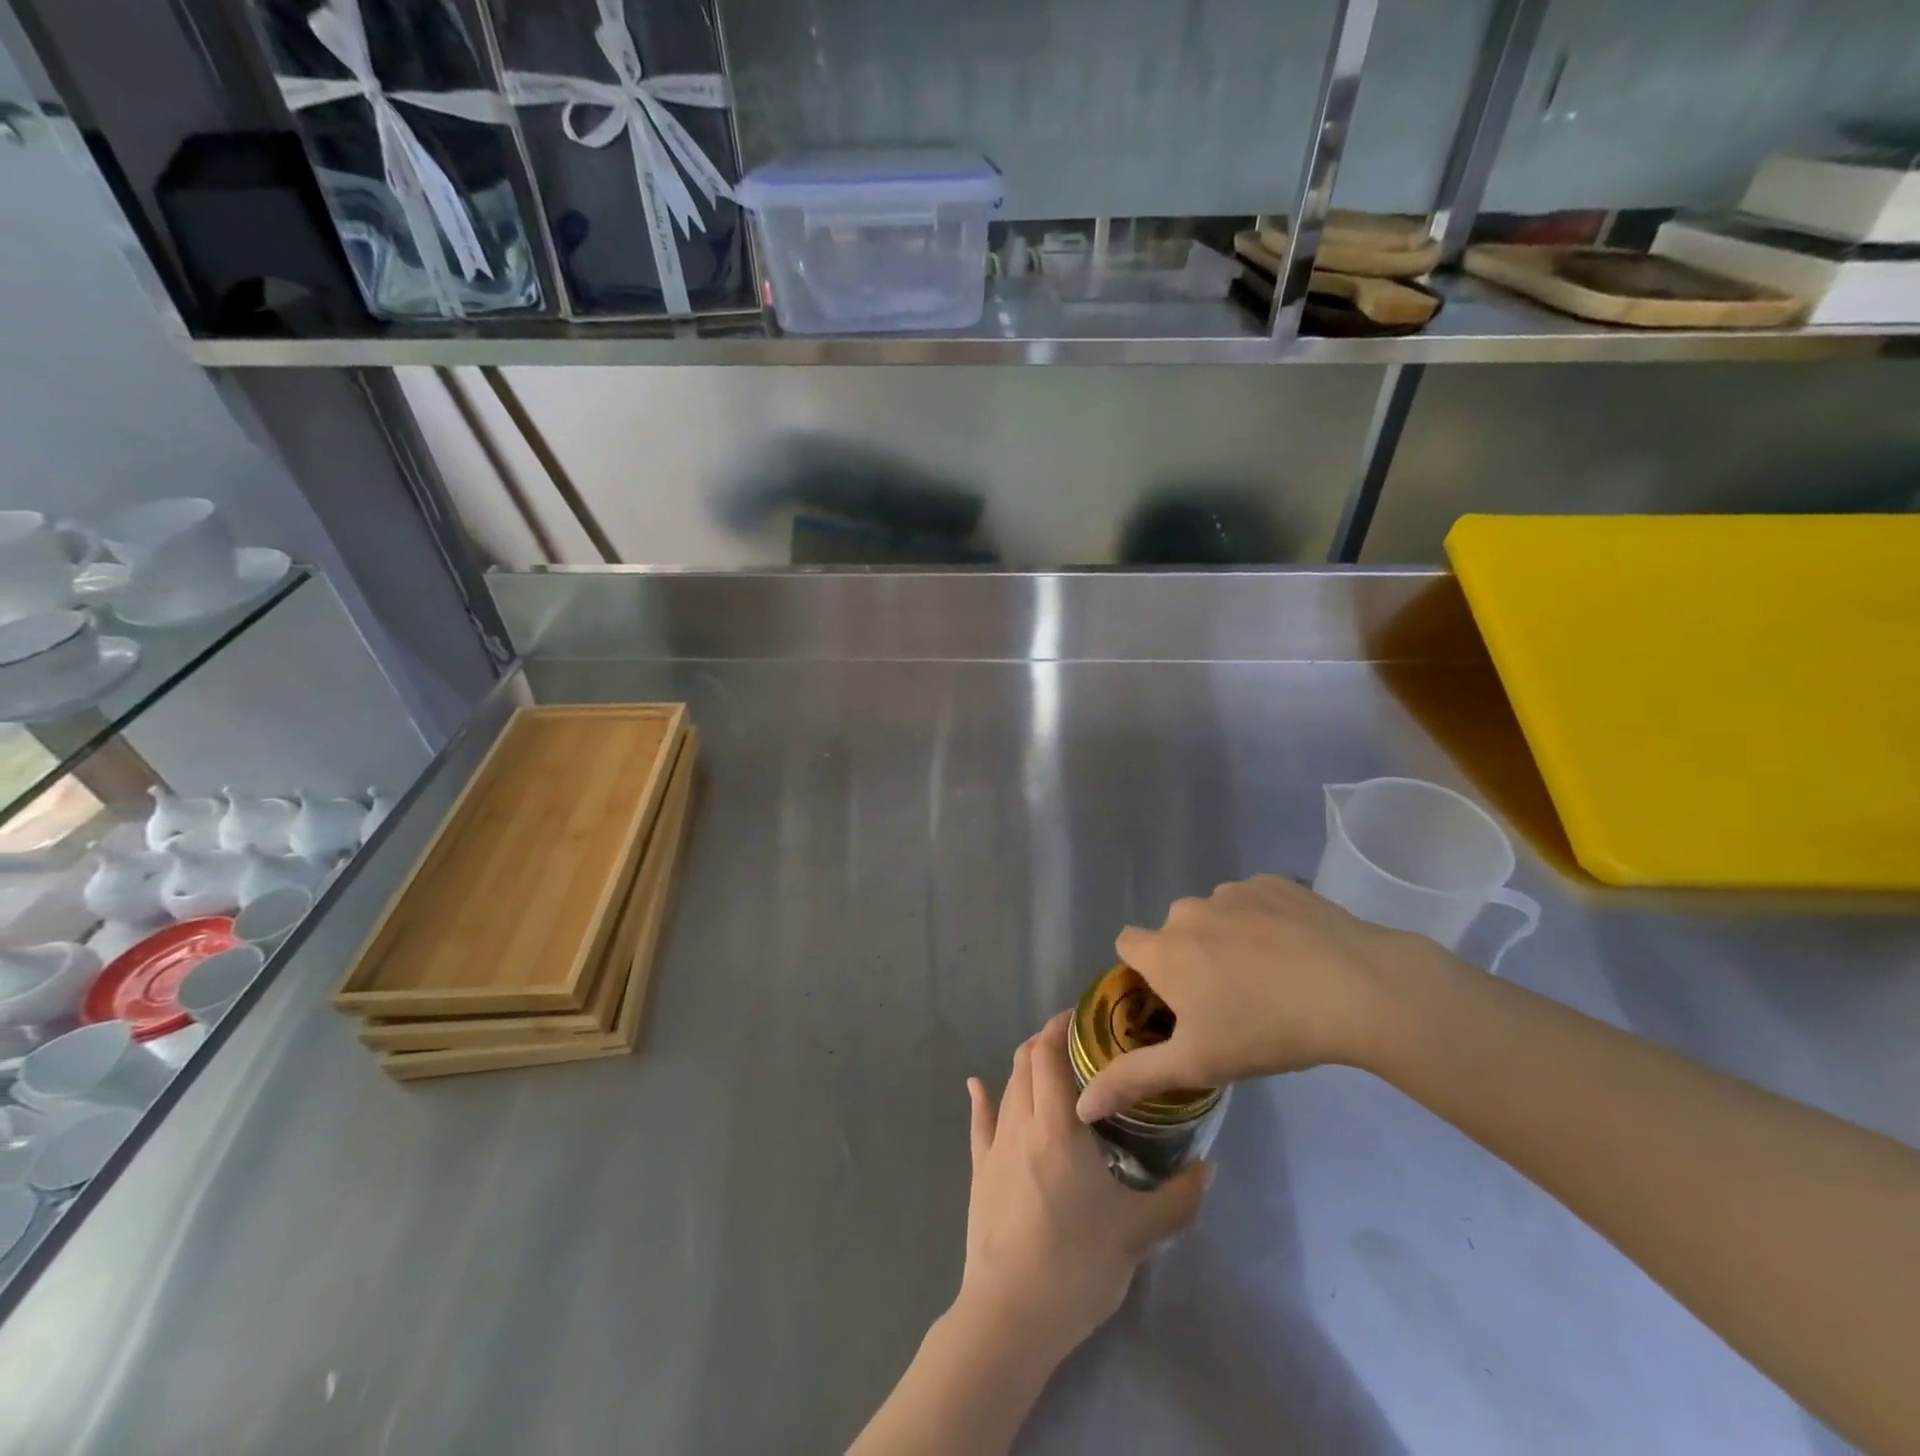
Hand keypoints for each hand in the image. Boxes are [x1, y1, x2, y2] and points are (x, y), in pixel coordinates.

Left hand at [957, 1012, 1210, 1367]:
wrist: (1011, 1315)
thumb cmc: (1076, 1265)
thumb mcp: (1138, 1233)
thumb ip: (1178, 1198)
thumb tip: (1210, 1168)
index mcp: (1057, 1126)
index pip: (1049, 1054)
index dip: (1061, 1027)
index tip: (1084, 1018)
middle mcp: (1021, 1123)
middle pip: (1026, 1062)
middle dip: (1047, 1042)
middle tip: (1078, 1043)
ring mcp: (994, 1147)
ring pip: (1007, 1087)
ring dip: (1025, 1067)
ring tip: (1050, 1065)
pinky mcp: (978, 1172)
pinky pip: (979, 1124)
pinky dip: (981, 1098)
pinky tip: (976, 1085)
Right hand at [1076, 874, 1448, 1123]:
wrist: (1354, 987)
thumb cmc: (1264, 1028)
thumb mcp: (1196, 1063)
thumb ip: (1134, 1079)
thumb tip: (1083, 1106)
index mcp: (1163, 949)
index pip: (1127, 945)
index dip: (1144, 972)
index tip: (1173, 1001)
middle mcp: (1188, 910)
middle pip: (1174, 933)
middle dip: (1190, 958)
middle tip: (1229, 1000)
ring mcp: (1232, 892)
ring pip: (1216, 916)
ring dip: (1227, 939)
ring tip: (1270, 977)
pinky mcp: (1274, 883)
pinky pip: (1254, 902)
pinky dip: (1264, 922)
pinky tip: (1296, 952)